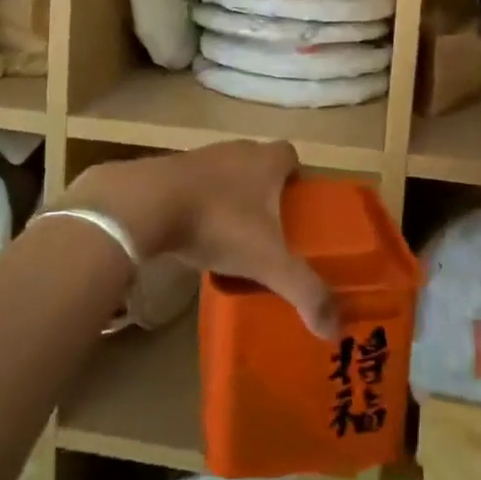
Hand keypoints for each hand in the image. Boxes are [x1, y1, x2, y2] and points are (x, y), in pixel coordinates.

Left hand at [74, 140, 338, 339]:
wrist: (146, 204)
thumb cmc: (218, 222)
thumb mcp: (267, 262)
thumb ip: (304, 291)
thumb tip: (334, 328)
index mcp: (265, 161)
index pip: (290, 155)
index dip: (297, 177)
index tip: (298, 206)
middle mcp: (236, 150)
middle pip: (259, 163)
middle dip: (265, 191)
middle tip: (270, 229)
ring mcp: (200, 157)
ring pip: (226, 174)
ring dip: (231, 198)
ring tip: (233, 236)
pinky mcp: (169, 171)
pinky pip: (195, 186)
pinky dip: (200, 205)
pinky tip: (197, 234)